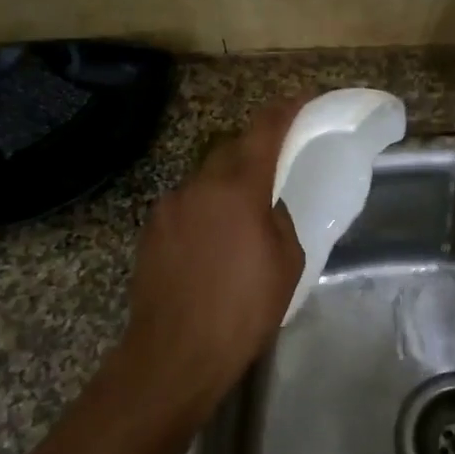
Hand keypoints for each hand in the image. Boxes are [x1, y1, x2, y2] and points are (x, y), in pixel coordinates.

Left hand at [118, 103, 303, 416]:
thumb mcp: (286, 262)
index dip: (285, 109)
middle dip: (255, 148)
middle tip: (276, 163)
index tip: (303, 99)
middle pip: (232, 149)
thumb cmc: (242, 309)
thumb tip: (268, 208)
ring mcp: (170, 205)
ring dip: (227, 183)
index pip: (264, 130)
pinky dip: (205, 208)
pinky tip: (212, 240)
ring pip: (206, 178)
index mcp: (239, 187)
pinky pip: (187, 204)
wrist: (174, 354)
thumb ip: (280, 220)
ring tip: (243, 214)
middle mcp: (200, 184)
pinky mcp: (152, 229)